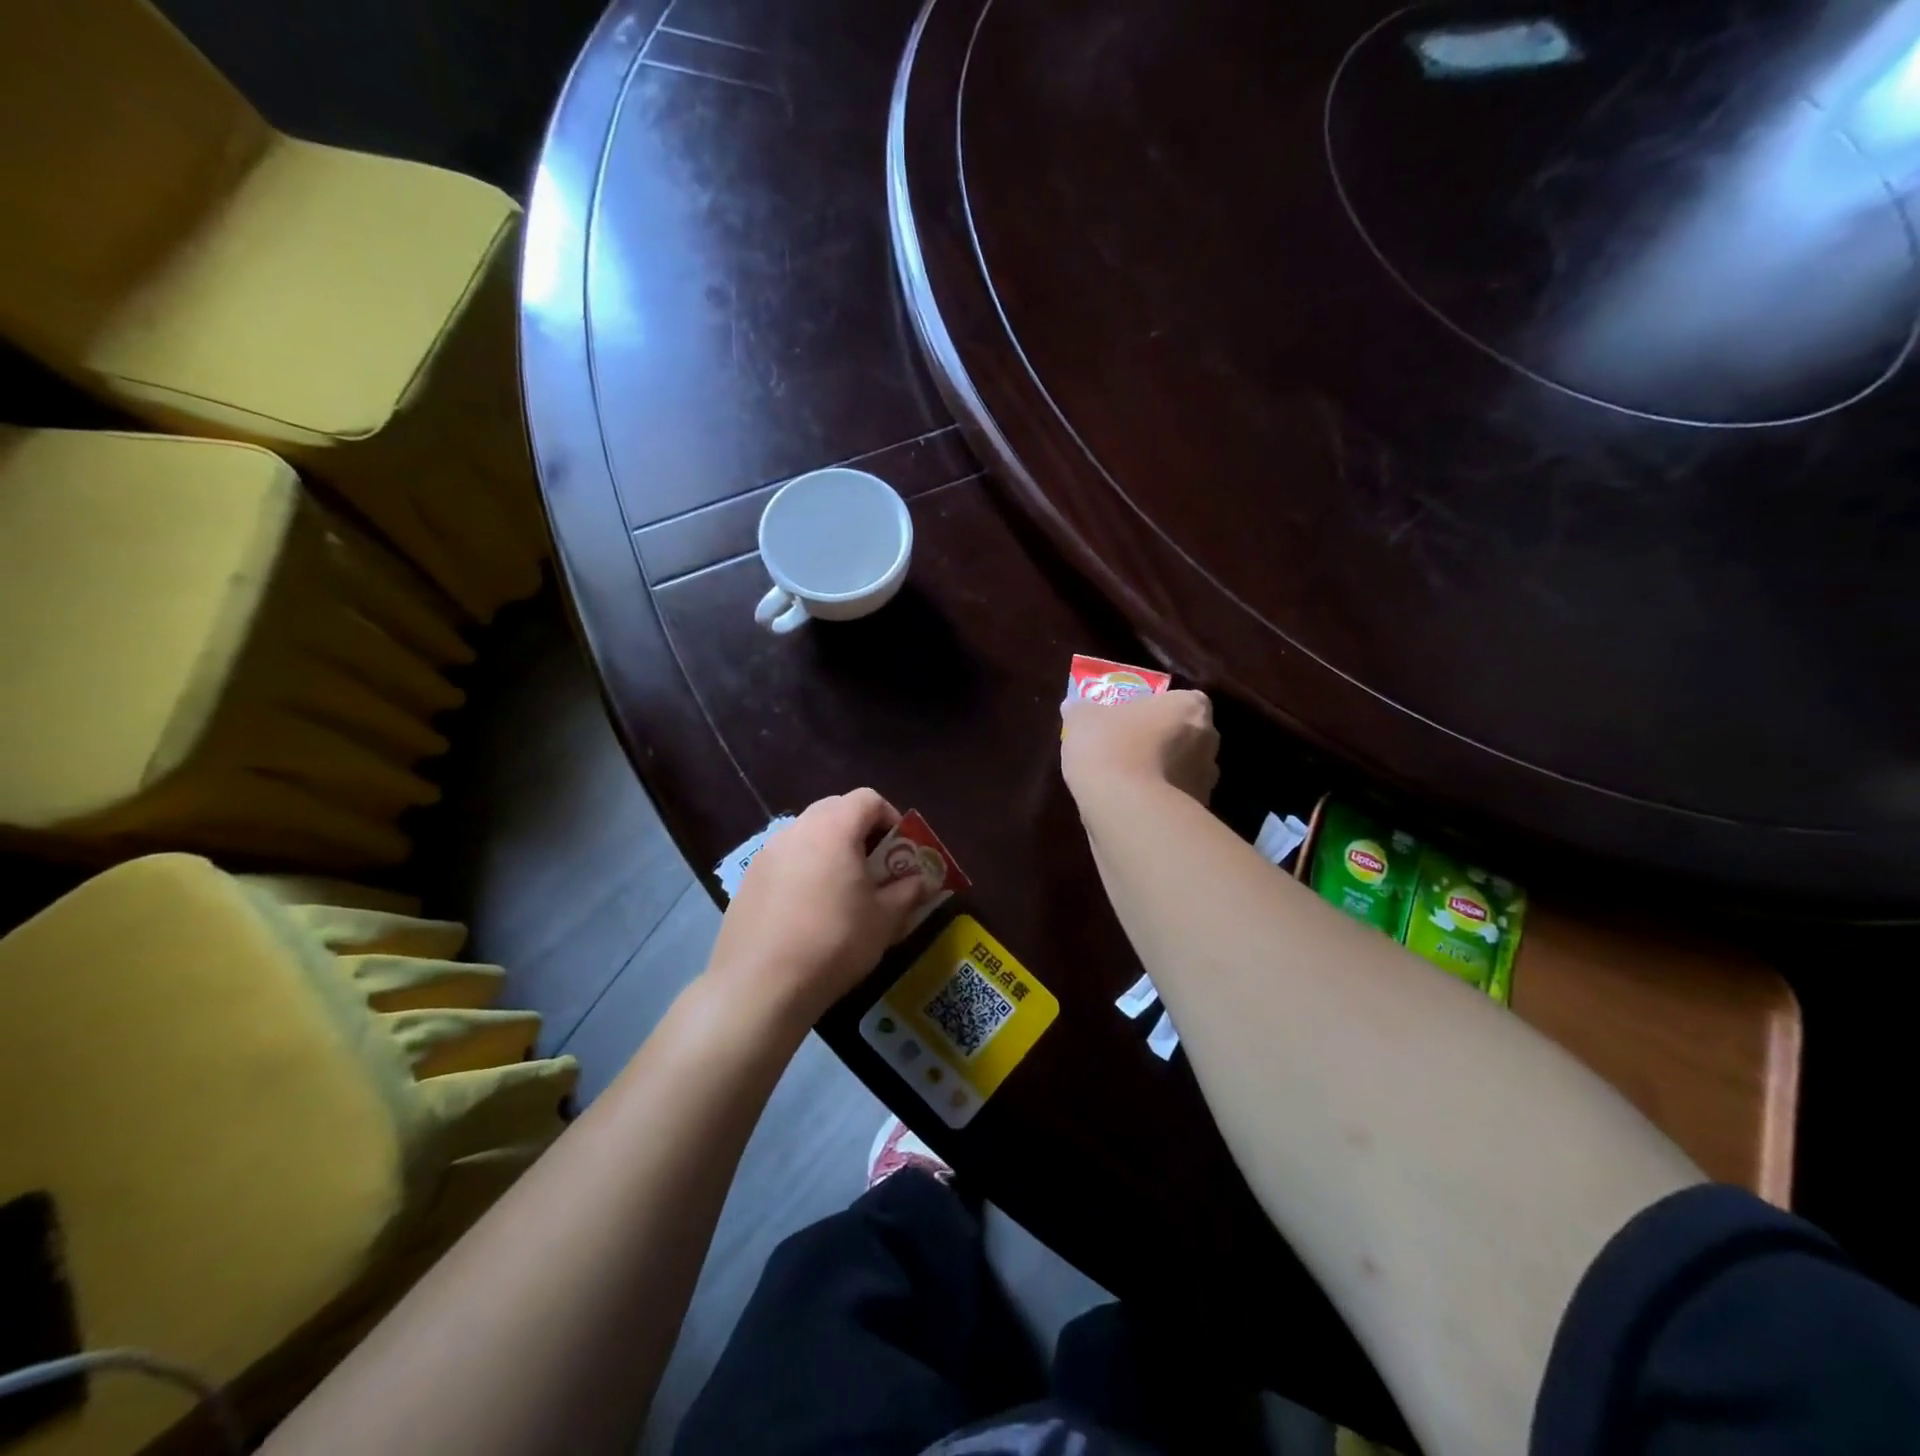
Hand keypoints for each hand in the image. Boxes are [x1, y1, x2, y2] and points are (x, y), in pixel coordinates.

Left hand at [706, 790, 929, 1026]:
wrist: (759, 985)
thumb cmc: (833, 942)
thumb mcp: (884, 919)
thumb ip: (908, 892)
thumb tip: (925, 881)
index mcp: (834, 828)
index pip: (868, 799)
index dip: (891, 818)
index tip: (900, 851)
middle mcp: (797, 829)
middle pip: (835, 810)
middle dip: (860, 832)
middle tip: (875, 868)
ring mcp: (766, 854)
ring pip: (807, 835)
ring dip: (830, 851)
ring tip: (842, 892)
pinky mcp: (748, 880)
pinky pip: (785, 861)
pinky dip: (803, 872)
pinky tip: (808, 912)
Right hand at [1061, 689, 1220, 805]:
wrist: (1126, 810)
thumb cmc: (1111, 748)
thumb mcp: (1082, 719)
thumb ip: (1082, 709)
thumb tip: (1074, 706)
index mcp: (1190, 707)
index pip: (1182, 700)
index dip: (1159, 708)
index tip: (1134, 718)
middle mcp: (1209, 741)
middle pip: (1186, 735)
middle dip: (1163, 741)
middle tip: (1127, 746)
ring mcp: (1206, 781)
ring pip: (1182, 770)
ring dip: (1161, 773)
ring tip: (1125, 782)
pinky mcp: (1196, 815)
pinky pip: (1174, 800)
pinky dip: (1157, 801)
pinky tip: (1129, 805)